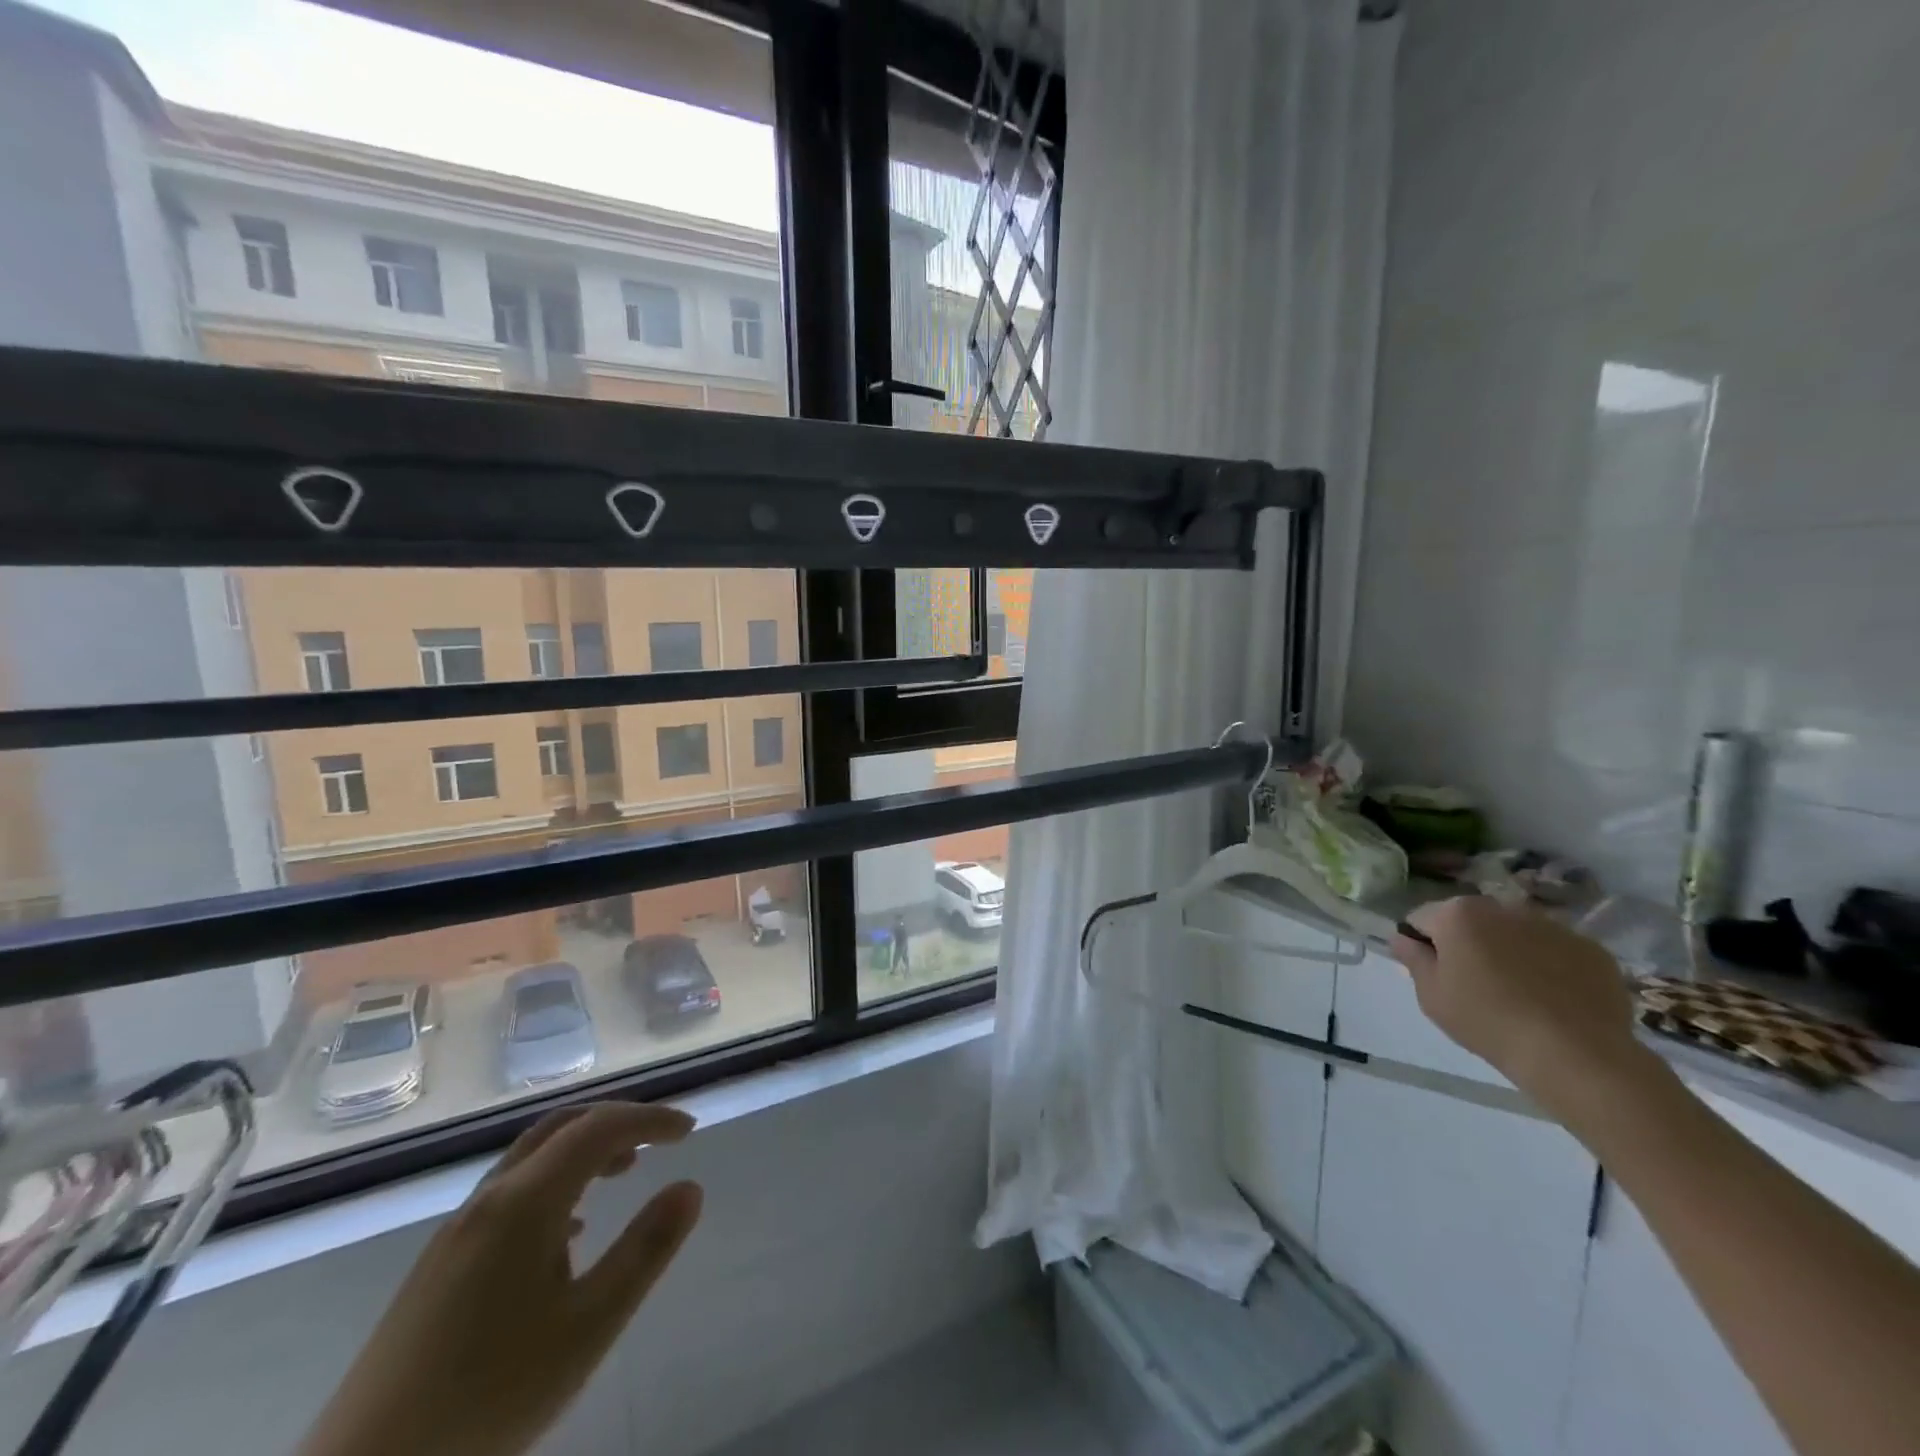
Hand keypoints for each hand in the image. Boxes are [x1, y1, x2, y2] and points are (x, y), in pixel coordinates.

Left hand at [299, 1102, 701, 1455]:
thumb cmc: (491, 1395)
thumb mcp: (589, 1326)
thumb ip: (646, 1250)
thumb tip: (690, 1187)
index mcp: (526, 1201)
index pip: (600, 1128)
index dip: (650, 1119)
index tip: (690, 1131)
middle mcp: (489, 1199)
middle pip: (561, 1127)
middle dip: (616, 1121)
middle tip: (660, 1139)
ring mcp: (457, 1230)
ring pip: (532, 1157)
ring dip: (583, 1149)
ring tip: (624, 1173)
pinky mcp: (439, 1264)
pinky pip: (510, 1192)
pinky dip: (554, 1183)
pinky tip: (569, 1231)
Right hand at [1391, 896, 1647, 1118]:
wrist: (1575, 1054)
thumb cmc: (1487, 1020)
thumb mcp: (1431, 995)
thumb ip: (1413, 959)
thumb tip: (1402, 938)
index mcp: (1458, 914)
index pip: (1422, 918)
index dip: (1422, 944)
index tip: (1434, 973)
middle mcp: (1503, 907)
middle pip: (1472, 919)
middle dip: (1468, 942)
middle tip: (1474, 983)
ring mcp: (1552, 925)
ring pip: (1516, 932)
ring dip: (1509, 950)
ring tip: (1518, 992)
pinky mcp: (1591, 949)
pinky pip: (1556, 950)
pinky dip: (1549, 965)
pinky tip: (1552, 998)